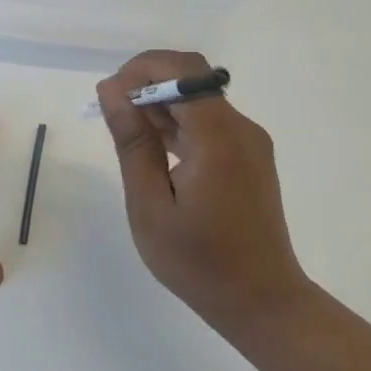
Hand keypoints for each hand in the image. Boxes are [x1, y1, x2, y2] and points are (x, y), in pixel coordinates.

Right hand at [96, 50, 305, 334]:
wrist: (261, 301)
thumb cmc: (198, 261)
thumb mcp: (150, 205)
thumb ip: (133, 143)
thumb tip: (112, 91)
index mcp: (218, 138)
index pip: (183, 71)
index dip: (141, 70)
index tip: (108, 97)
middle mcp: (240, 129)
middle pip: (192, 78)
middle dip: (146, 83)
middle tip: (110, 115)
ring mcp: (248, 142)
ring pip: (199, 98)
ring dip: (159, 104)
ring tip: (125, 135)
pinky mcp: (248, 156)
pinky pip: (208, 122)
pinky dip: (177, 124)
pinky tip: (152, 149)